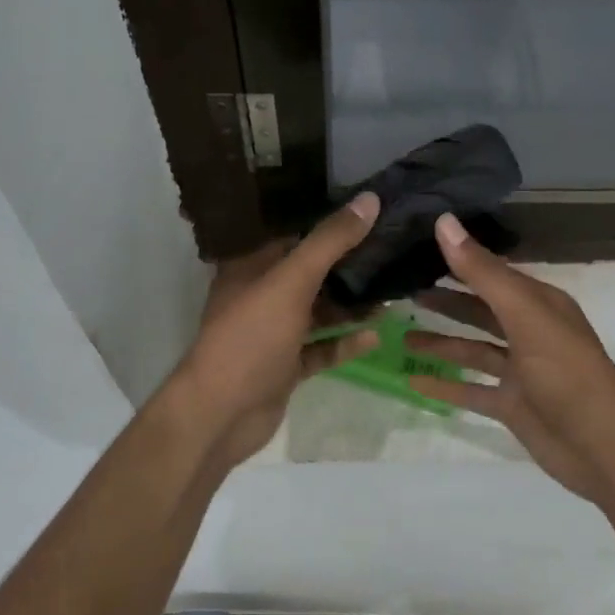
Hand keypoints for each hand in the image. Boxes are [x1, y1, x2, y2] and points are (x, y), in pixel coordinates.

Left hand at [175, 194, 383, 472]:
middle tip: (393, 254)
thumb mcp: (291, 282)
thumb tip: (369, 199)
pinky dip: (344, 343)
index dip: (331, 226)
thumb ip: (329, 242)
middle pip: (310, 275)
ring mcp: (272, 335)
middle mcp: (260, 297)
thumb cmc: (251, 337)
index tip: (373, 216)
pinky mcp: (285, 367)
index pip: (295, 237)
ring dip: (350, 306)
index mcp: (251, 269)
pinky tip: (376, 335)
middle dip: (348, 268)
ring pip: (318, 313)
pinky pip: (320, 349)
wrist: (221, 414)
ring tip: (393, 294)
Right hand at [406, 213, 614, 505]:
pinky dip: (444, 384)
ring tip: (399, 335)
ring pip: (473, 349)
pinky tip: (412, 379)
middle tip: (401, 291)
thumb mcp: (524, 315)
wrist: (603, 449)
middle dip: (445, 301)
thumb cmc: (566, 373)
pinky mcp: (512, 405)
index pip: (491, 272)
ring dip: (440, 342)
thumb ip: (483, 272)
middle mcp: (529, 331)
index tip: (414, 249)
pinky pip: (471, 389)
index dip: (455, 261)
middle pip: (480, 310)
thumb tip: (444, 221)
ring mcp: (520, 371)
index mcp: (538, 303)